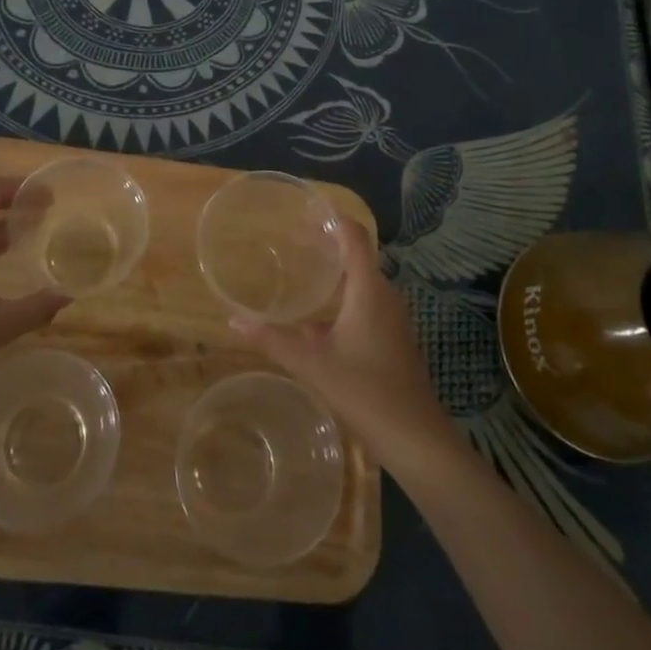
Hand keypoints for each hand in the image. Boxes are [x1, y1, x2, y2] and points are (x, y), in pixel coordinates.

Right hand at [230, 225, 458, 472]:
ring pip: (360, 282)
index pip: (354, 236)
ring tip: (300, 268)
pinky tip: (316, 317)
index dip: (332, 218)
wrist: (416, 439)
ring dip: (334, 272)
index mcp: (369, 290)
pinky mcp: (391, 338)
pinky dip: (341, 297)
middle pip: (357, 255)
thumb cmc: (366, 392)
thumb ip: (272, 339)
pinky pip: (365, 303)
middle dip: (326, 243)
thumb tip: (233, 318)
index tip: (304, 210)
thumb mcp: (312, 364)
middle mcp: (384, 295)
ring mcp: (391, 318)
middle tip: (291, 238)